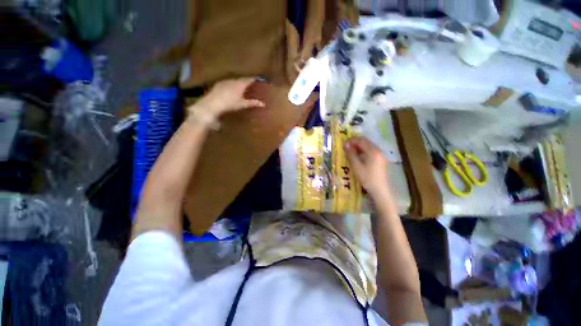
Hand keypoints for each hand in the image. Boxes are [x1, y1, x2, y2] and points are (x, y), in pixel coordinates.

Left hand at [192, 78, 264, 117]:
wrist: (213, 103)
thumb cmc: (230, 104)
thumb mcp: (242, 104)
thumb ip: (253, 103)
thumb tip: (263, 104)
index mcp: (240, 84)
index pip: (249, 79)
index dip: (255, 79)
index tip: (259, 78)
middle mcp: (233, 80)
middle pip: (242, 79)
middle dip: (247, 81)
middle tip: (251, 84)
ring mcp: (225, 81)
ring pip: (235, 80)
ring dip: (239, 82)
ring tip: (242, 86)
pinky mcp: (219, 84)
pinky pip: (228, 82)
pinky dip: (232, 84)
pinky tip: (231, 89)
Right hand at [344, 136, 391, 199]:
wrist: (380, 191)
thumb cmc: (367, 178)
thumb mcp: (356, 166)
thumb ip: (350, 154)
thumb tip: (345, 144)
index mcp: (373, 151)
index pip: (361, 140)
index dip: (351, 140)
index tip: (343, 143)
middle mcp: (378, 151)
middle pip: (366, 142)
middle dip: (355, 143)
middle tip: (346, 148)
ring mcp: (381, 156)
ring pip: (369, 147)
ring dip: (359, 147)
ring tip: (351, 153)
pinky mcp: (381, 161)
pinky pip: (371, 152)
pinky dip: (364, 152)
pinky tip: (359, 158)